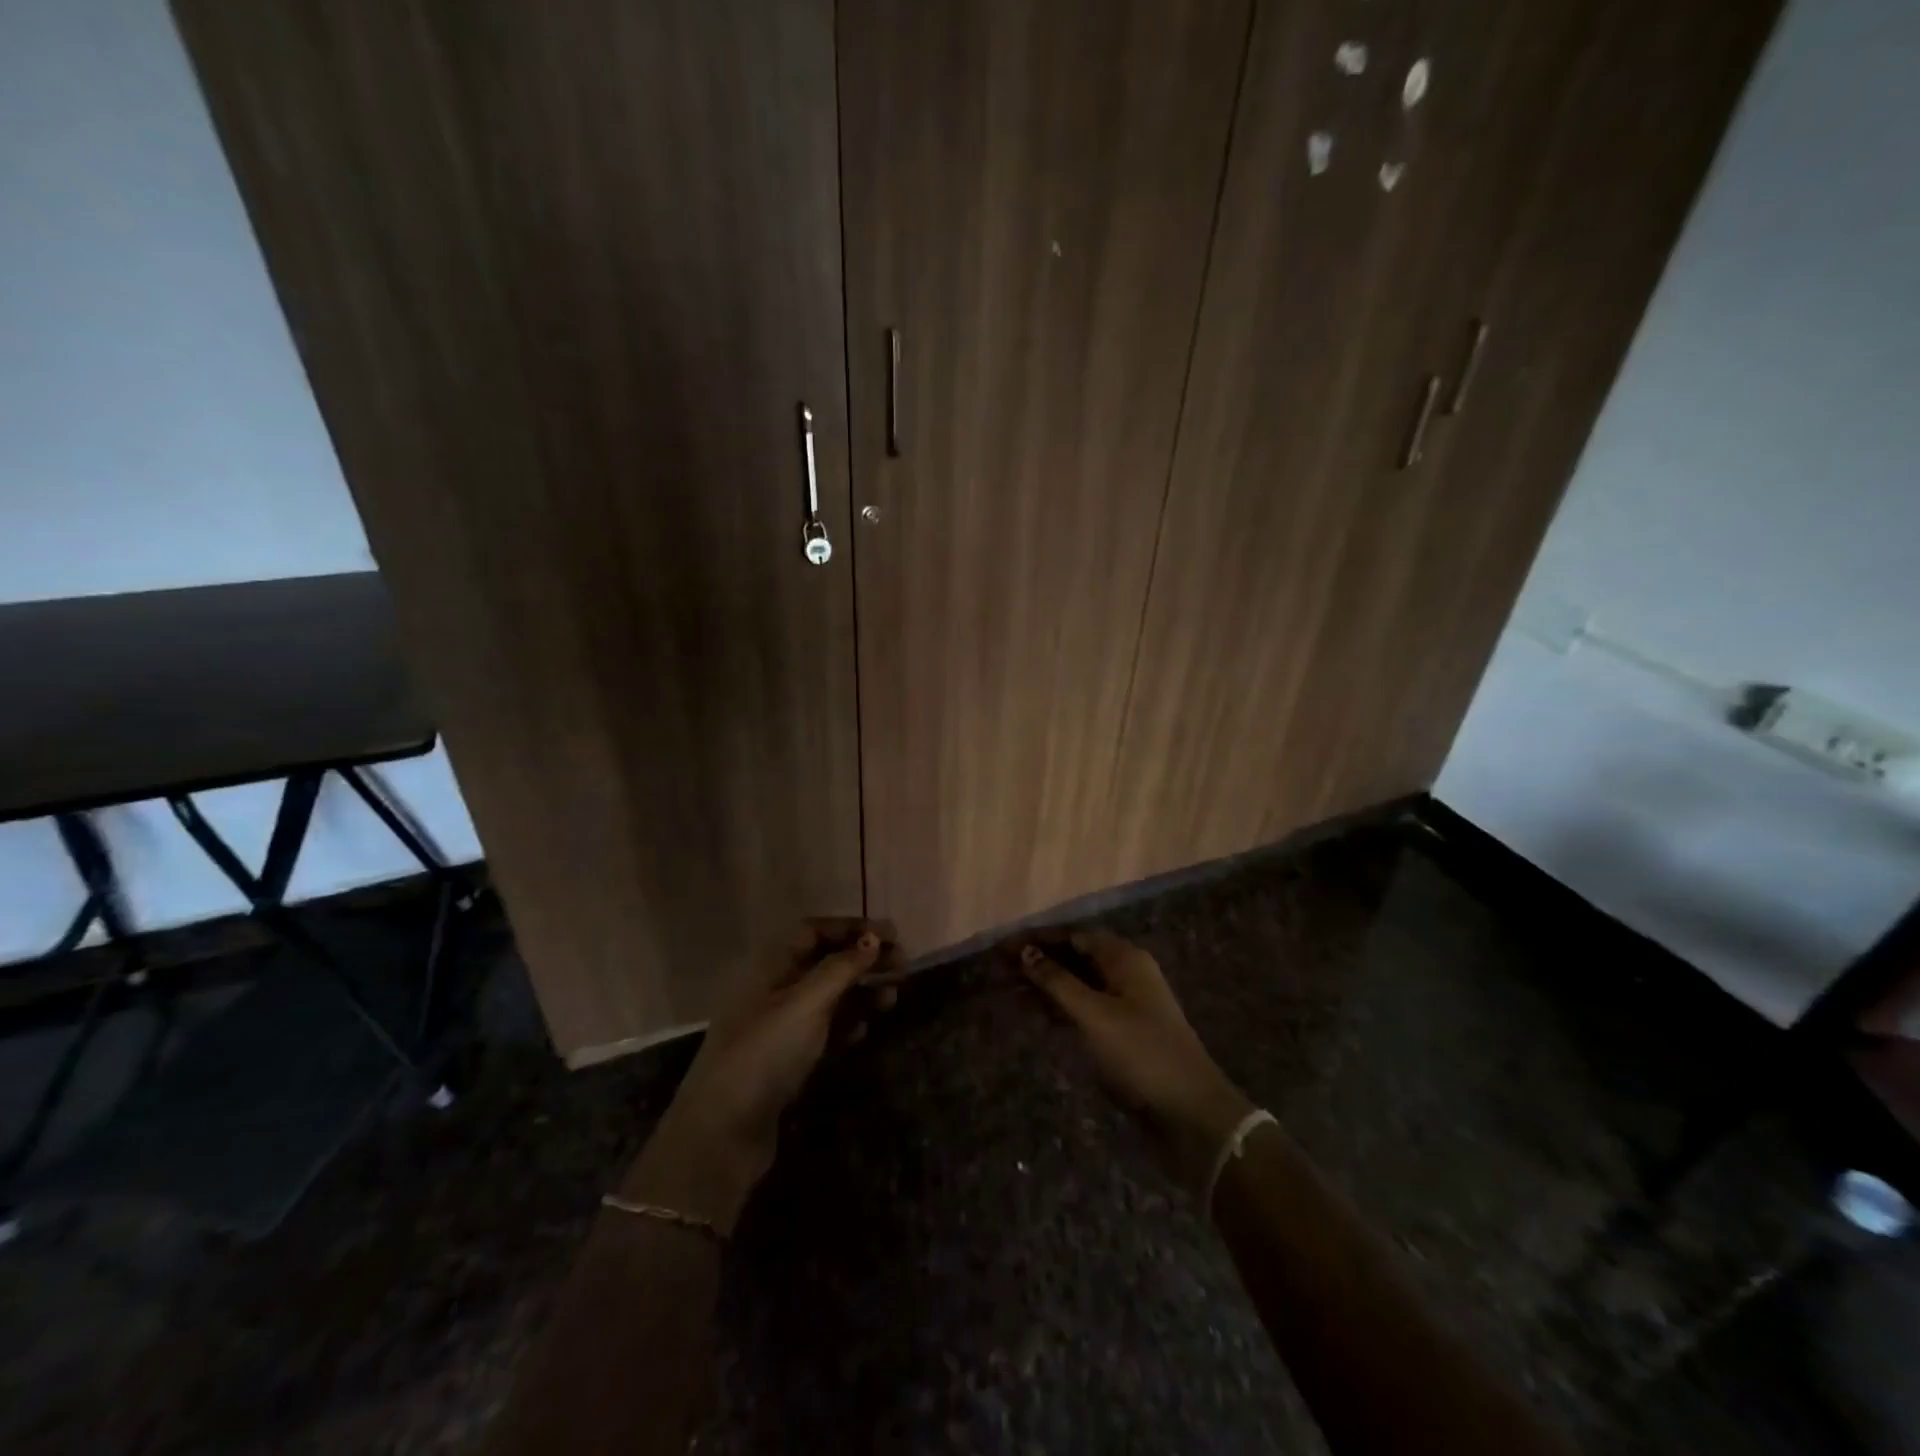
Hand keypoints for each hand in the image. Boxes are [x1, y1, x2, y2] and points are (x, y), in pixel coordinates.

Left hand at [619, 917, 903, 1232]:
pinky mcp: (786, 1059)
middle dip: (863, 960)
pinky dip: (848, 1024)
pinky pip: (824, 1030)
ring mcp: (779, 1026)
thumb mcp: (806, 1003)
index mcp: (770, 965)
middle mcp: (774, 989)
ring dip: (861, 992)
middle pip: (824, 962)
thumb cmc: (765, 1053)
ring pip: (828, 997)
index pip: (814, 931)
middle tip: (903, 966)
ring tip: (893, 997)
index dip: (851, 928)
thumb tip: (873, 938)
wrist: (723, 1132)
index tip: (890, 934)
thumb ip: (842, 968)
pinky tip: (867, 1030)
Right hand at [1018, 928, 1253, 1190]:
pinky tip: (1035, 1014)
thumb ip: (1057, 981)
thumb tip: (1026, 952)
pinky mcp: (1123, 1032)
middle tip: (1000, 967)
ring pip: (1079, 983)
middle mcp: (1126, 973)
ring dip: (1047, 984)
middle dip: (1039, 959)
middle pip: (1076, 956)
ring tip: (1009, 989)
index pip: (1073, 935)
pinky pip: (1085, 1008)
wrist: (1190, 1113)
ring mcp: (1126, 1003)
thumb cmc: (1141, 1054)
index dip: (1037, 938)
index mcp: (1125, 958)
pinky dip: (1060, 1007)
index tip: (1003, 946)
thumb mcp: (1094, 1014)